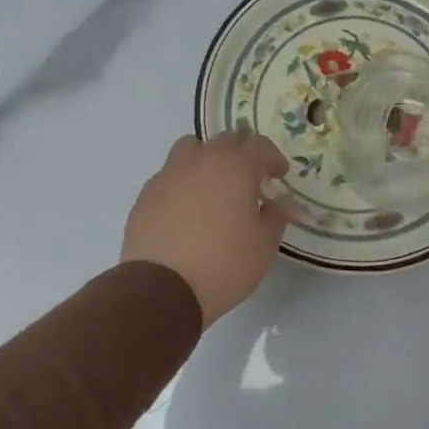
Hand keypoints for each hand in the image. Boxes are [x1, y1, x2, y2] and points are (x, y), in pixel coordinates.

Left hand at [122, 133, 293, 326]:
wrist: (162, 290)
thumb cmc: (224, 265)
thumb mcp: (264, 246)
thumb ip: (276, 217)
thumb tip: (281, 203)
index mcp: (235, 168)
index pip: (259, 145)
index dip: (273, 158)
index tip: (279, 176)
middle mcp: (201, 161)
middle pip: (226, 139)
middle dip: (244, 152)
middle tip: (252, 177)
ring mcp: (169, 174)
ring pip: (192, 148)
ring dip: (209, 157)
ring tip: (215, 185)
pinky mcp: (147, 194)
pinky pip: (170, 174)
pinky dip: (185, 181)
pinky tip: (188, 208)